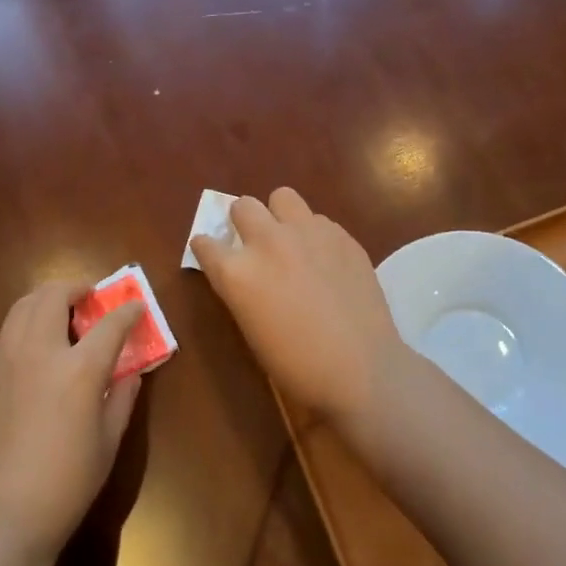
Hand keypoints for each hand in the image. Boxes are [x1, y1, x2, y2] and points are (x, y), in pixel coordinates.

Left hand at [0, 282, 143, 565]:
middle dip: (75, 289)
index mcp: (78, 369)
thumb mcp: (108, 442)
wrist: (0, 515)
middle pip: (53, 296)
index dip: (127, 311)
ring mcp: (2, 361)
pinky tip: (30, 360)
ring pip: (20, 308)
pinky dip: (22, 334)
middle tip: (87, 300)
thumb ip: (122, 397)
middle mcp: (38, 352)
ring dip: (44, 302)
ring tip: (58, 316)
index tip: (135, 307)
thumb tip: (129, 372)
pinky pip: (3, 339)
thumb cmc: (66, 484)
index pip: (110, 323)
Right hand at [191, 188, 413, 425]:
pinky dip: (314, 234)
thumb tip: (242, 273)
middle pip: (242, 206)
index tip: (212, 254)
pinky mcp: (341, 235)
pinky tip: (326, 260)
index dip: (206, 248)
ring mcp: (308, 233)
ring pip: (282, 197)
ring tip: (290, 240)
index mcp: (237, 272)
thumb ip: (241, 289)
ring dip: (279, 215)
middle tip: (254, 244)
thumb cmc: (296, 365)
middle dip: (242, 222)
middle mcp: (268, 242)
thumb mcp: (250, 328)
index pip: (204, 243)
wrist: (361, 369)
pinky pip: (318, 219)